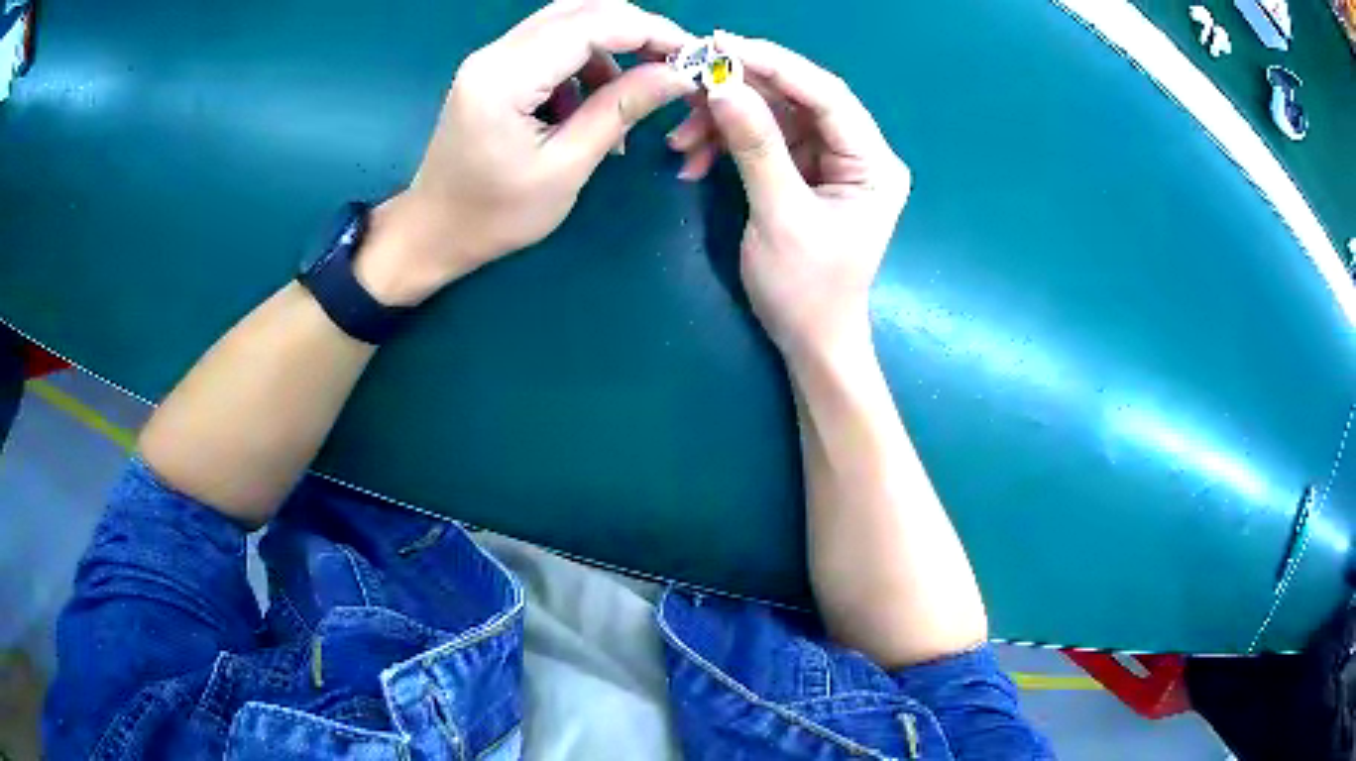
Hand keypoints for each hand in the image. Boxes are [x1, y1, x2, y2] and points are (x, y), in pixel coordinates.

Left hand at [357, 0, 698, 305]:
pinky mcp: (494, 70)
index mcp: (506, 77)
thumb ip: (620, 110)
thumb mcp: (566, 167)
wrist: (434, 232)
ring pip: (567, 23)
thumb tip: (678, 75)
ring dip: (610, 47)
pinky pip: (550, 45)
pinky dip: (584, 62)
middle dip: (634, 31)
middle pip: (579, 10)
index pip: (590, 25)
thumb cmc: (495, 215)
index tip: (692, 55)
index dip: (649, 31)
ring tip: (631, 94)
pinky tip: (592, 102)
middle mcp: (495, 53)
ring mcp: (491, 58)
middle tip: (673, 64)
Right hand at [667, 32, 910, 363]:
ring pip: (774, 116)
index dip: (776, 65)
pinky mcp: (804, 172)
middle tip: (690, 83)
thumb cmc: (806, 290)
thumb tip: (722, 86)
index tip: (722, 46)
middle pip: (799, 99)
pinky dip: (726, 144)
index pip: (827, 95)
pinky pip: (763, 140)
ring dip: (724, 121)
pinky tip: (693, 159)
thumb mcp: (780, 216)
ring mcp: (830, 161)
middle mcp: (858, 153)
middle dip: (742, 92)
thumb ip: (755, 147)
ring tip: (680, 140)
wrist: (809, 340)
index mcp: (874, 163)